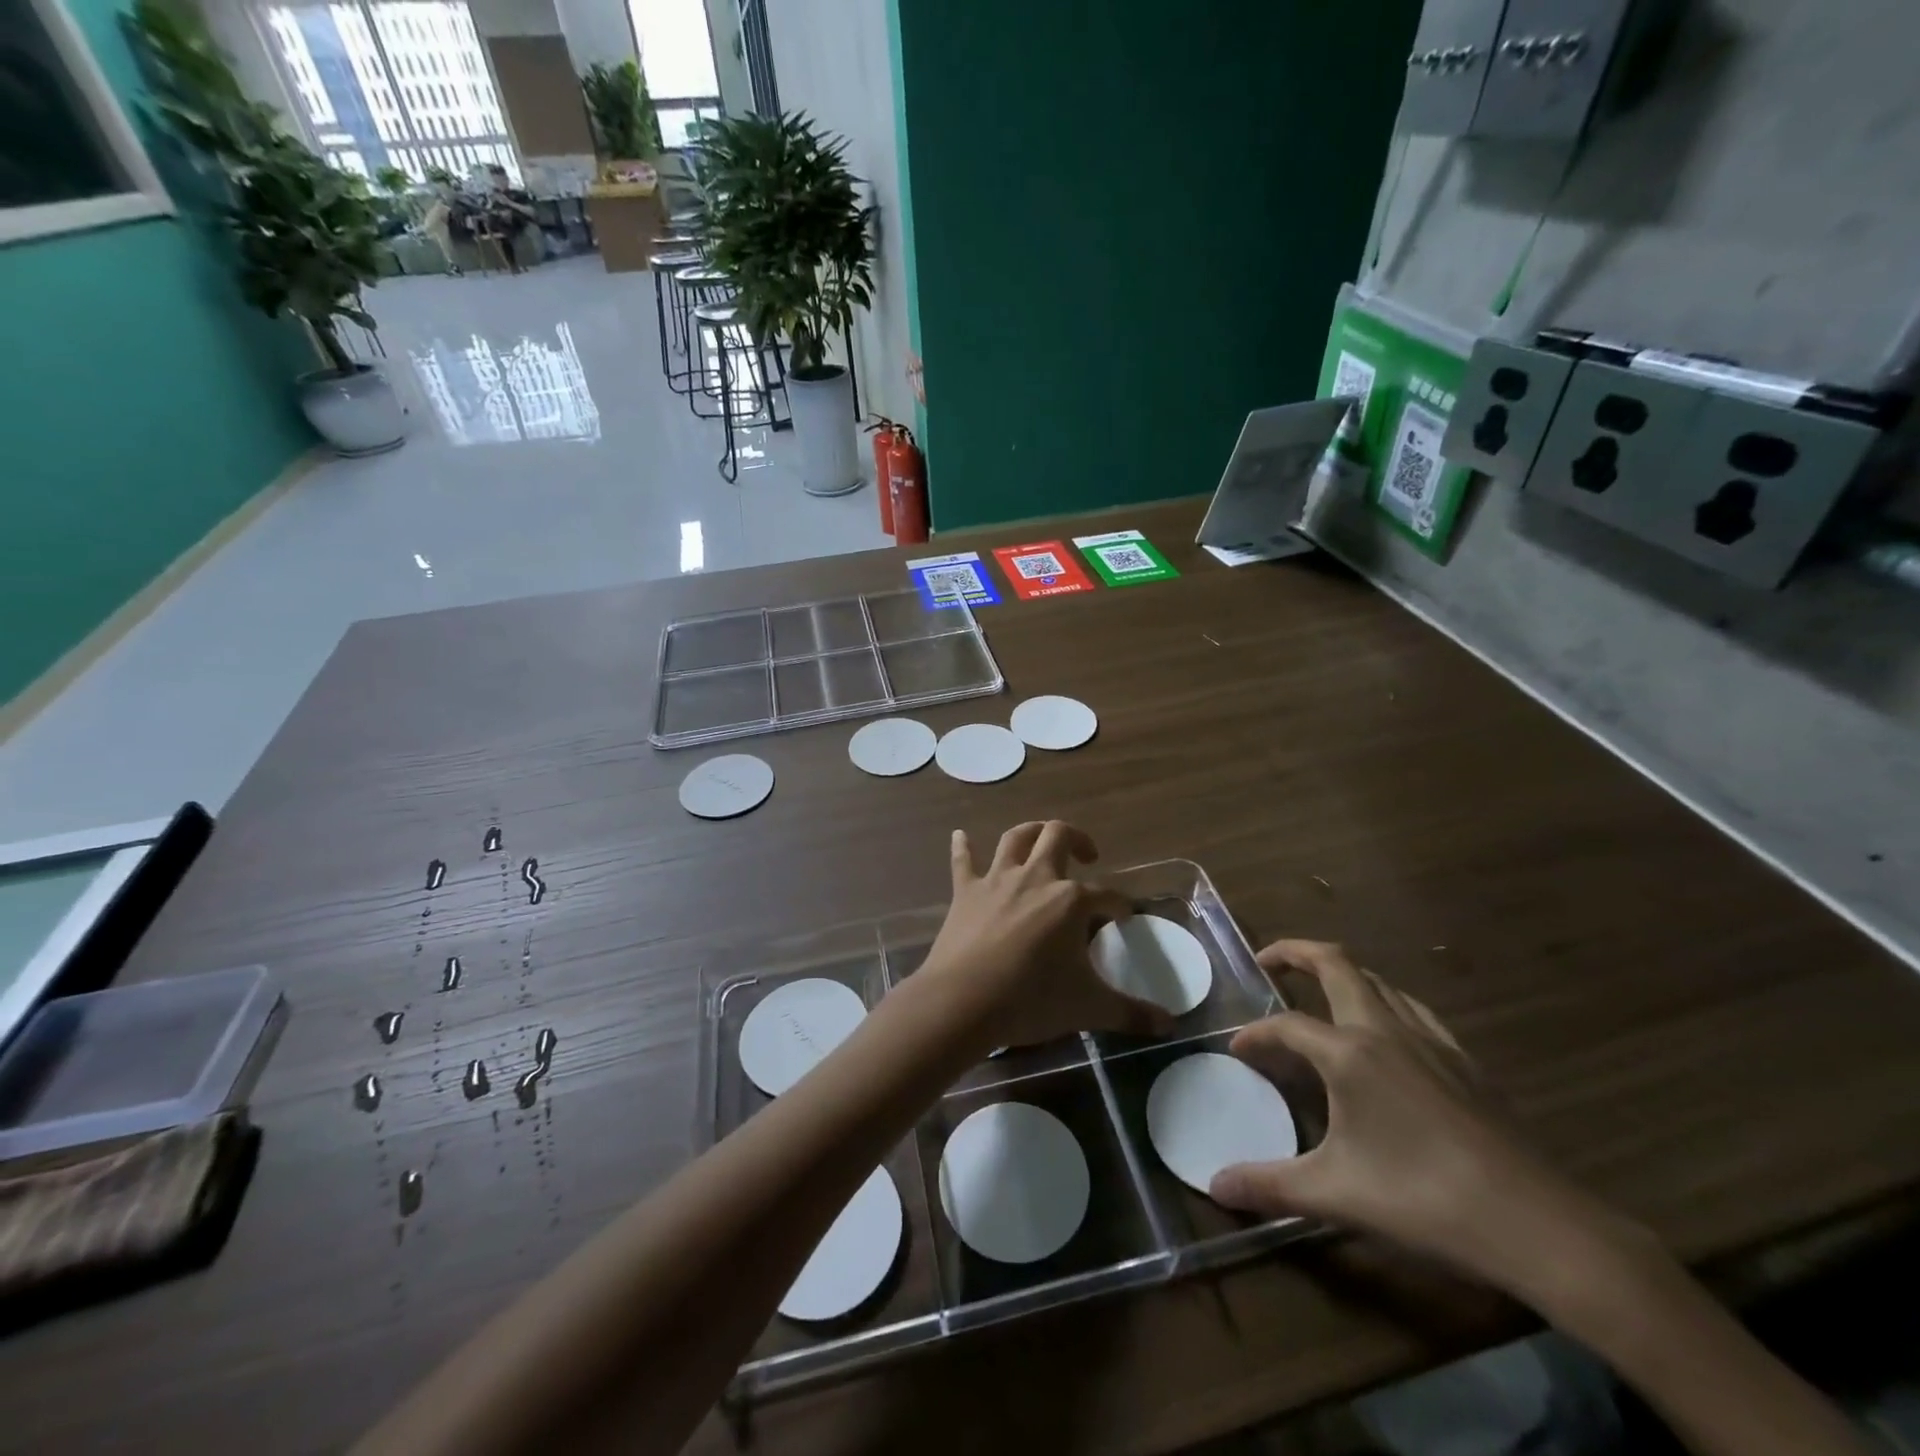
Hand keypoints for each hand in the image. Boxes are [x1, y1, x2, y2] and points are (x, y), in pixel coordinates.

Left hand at [918, 822, 1174, 1051]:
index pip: (1107, 895)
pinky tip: (959, 835)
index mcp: (1070, 901)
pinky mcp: (965, 892)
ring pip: (1016, 839)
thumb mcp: (1089, 1008)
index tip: (1125, 915)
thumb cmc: (1031, 1000)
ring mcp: (997, 881)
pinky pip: (963, 861)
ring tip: (1042, 838)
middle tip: (1088, 856)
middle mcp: (1036, 878)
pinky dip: (962, 847)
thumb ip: (1131, 1013)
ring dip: (1031, 832)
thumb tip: (1169, 1026)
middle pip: (1058, 837)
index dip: (1120, 904)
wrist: (964, 1001)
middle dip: (1077, 839)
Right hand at [1211, 941, 1626, 1296]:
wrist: (1537, 1224)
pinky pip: (1413, 1008)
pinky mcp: (1465, 1060)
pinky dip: (1384, 1000)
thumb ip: (1269, 1186)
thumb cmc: (1424, 1199)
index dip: (1255, 1033)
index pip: (1286, 1025)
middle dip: (1295, 952)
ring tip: (1320, 992)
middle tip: (1268, 963)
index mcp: (1349, 1053)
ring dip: (1342, 974)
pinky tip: (1387, 1031)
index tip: (1236, 1050)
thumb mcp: (1335, 1194)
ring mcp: (1431, 1040)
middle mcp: (1386, 1030)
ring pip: (1378, 980)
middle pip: (1336, 964)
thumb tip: (1215, 1189)